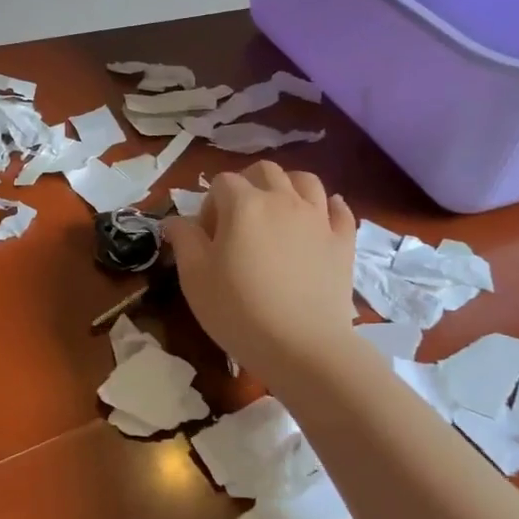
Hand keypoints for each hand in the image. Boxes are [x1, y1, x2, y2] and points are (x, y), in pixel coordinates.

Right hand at [161, 162, 357, 378]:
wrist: (302, 347)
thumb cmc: (238, 311)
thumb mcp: (194, 278)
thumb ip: (184, 240)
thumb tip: (174, 220)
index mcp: (243, 204)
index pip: (222, 182)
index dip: (210, 204)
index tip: (206, 237)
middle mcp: (283, 200)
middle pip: (265, 171)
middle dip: (247, 184)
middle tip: (237, 220)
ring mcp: (318, 219)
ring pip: (305, 181)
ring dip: (287, 187)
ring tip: (277, 212)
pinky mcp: (343, 241)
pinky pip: (340, 210)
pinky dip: (328, 207)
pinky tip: (319, 219)